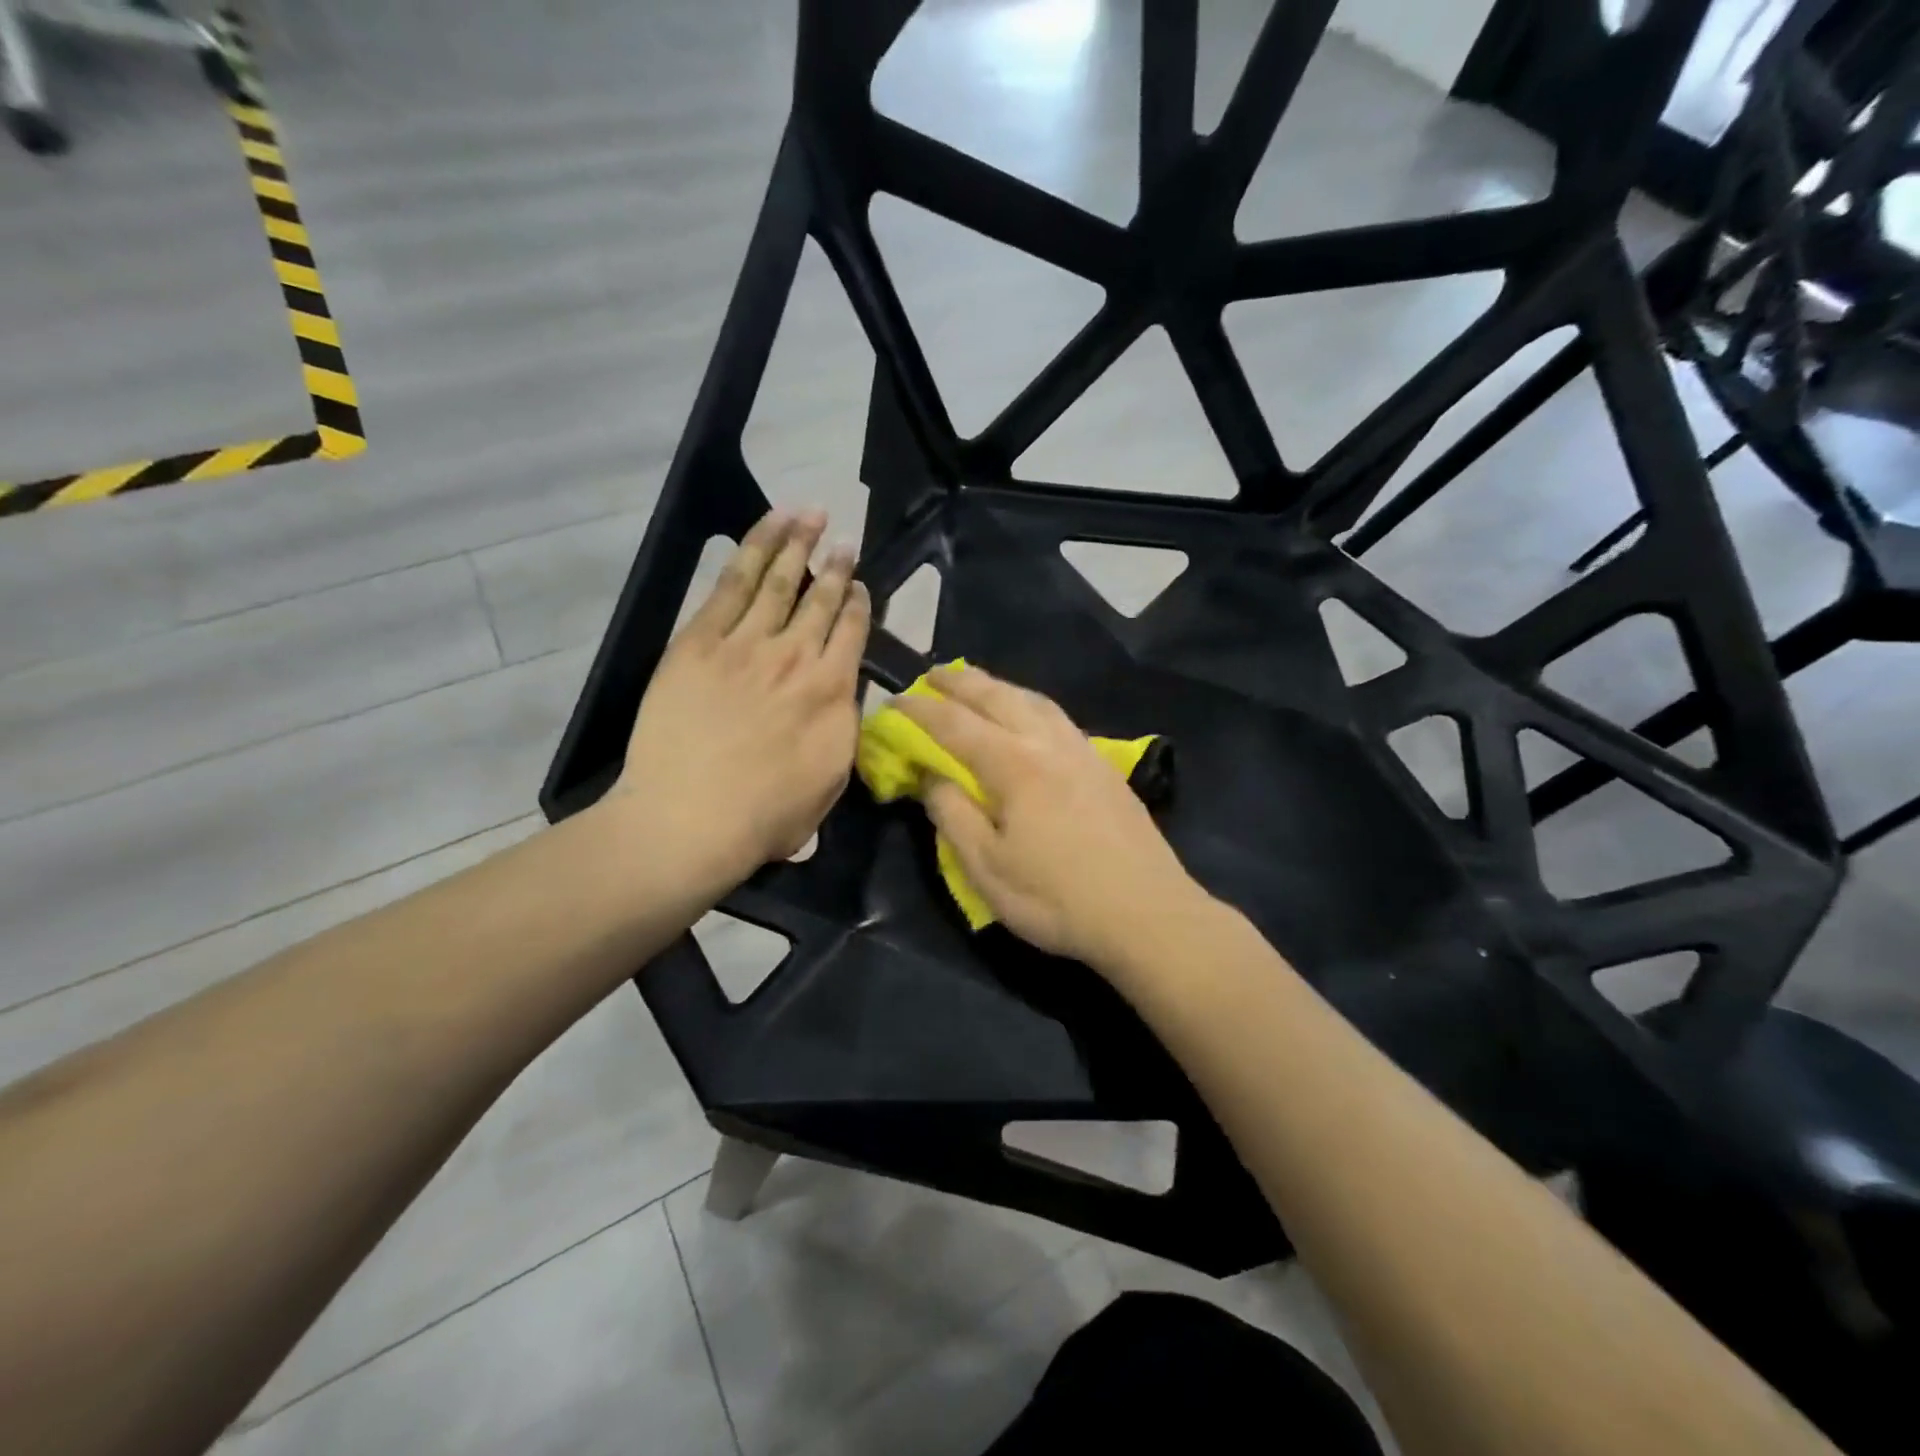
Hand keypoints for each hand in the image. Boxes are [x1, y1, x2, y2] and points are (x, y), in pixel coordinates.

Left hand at [609, 509, 869, 890]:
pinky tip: (766, 529)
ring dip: (797, 543)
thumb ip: (843, 727)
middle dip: (835, 565)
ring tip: (810, 514)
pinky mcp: (699, 641)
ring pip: (779, 580)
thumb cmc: (765, 816)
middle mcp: (796, 656)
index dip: (858, 602)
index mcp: (832, 692)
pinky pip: (731, 584)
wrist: (690, 819)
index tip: (860, 585)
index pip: (852, 631)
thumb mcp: (831, 780)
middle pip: (820, 598)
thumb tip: (845, 695)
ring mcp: (746, 643)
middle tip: (844, 540)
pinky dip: (752, 550)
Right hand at [896, 665, 1204, 971]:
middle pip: (998, 697)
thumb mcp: (987, 868)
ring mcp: (1082, 751)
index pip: (954, 725)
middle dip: (960, 682)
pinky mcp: (1105, 766)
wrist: (1147, 914)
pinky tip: (1030, 717)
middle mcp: (1049, 743)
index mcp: (1015, 764)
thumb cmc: (1057, 898)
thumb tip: (932, 776)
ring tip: (978, 685)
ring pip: (1034, 700)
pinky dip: (1030, 704)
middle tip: (931, 674)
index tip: (892, 703)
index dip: (919, 711)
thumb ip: (953, 815)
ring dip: (999, 687)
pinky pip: (1058, 717)